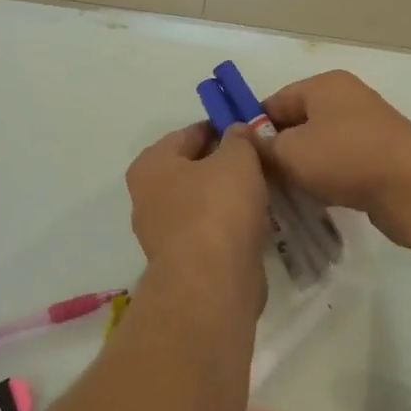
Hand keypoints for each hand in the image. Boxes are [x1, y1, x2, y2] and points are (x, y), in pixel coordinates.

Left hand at [126, 122, 269, 280]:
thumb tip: (237, 131)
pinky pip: (208, 231)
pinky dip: (228, 225)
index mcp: (151, 165)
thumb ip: (239, 138)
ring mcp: (162, 233)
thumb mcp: (237, 159)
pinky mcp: (181, 262)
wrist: (212, 282)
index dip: (220, 128)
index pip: (188, 134)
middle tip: (259, 161)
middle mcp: (147, 197)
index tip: (249, 130)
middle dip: (223, 164)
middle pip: (192, 169)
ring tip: (262, 191)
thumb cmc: (218, 208)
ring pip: (201, 202)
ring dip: (227, 197)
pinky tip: (254, 223)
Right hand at [261, 71, 410, 246]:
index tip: (238, 157)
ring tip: (283, 193)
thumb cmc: (344, 158)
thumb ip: (262, 147)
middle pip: (298, 123)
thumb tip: (247, 142)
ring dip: (302, 168)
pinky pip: (341, 163)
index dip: (253, 127)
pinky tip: (315, 199)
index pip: (275, 101)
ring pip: (320, 146)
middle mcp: (347, 99)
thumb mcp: (290, 152)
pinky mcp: (380, 156)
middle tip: (258, 179)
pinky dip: (326, 178)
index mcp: (324, 85)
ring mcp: (367, 128)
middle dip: (278, 150)